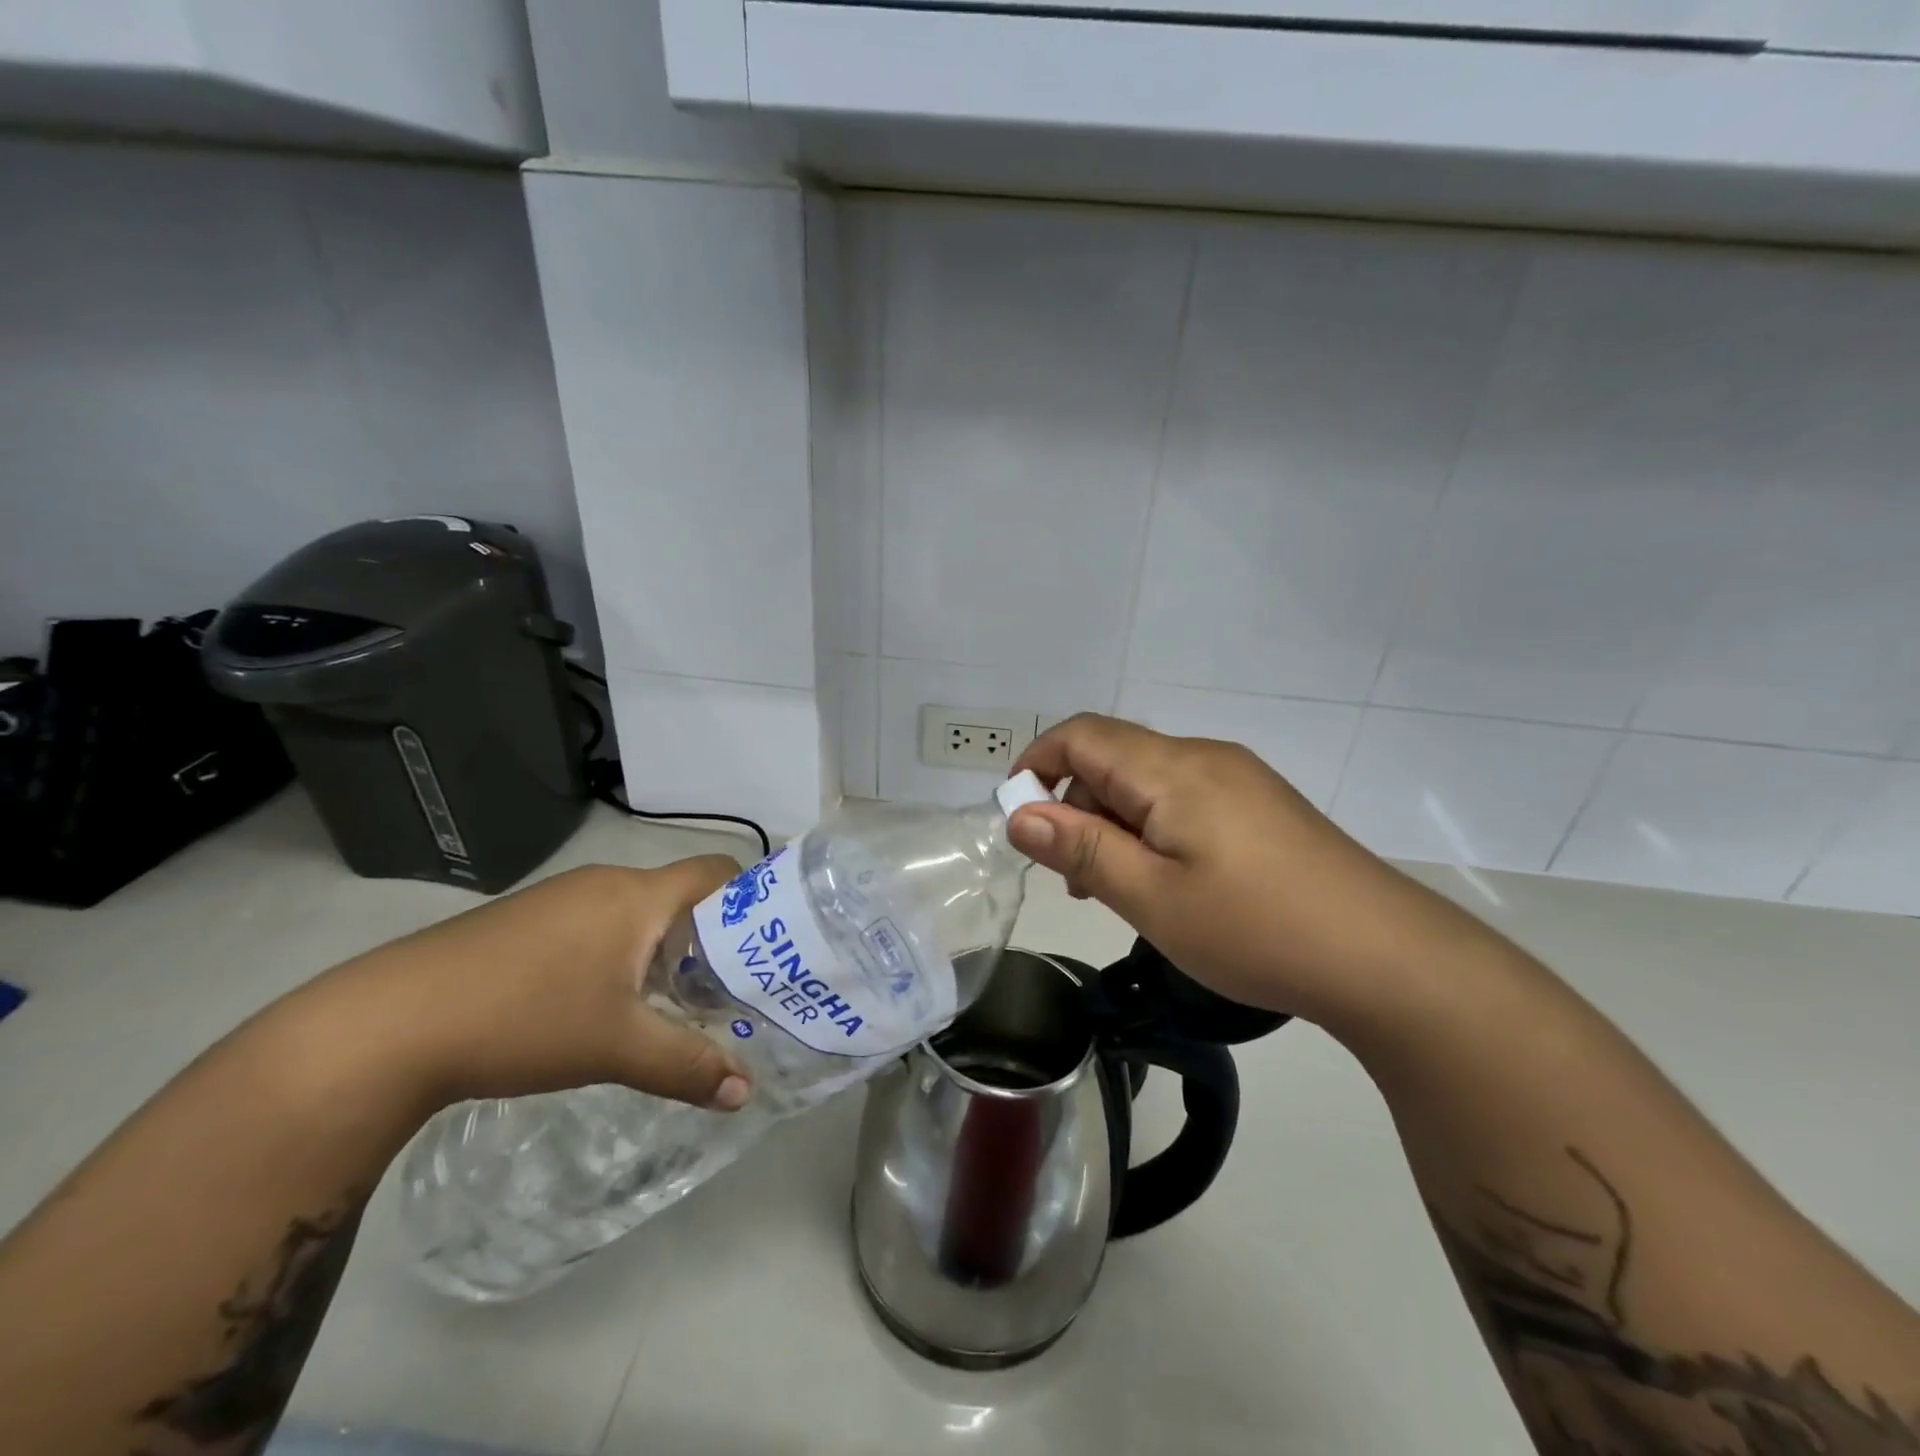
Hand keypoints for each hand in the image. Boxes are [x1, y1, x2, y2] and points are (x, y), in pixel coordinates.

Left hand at [302, 859, 752, 1113]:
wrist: (385, 1026)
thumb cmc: (523, 1018)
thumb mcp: (615, 1047)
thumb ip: (687, 1065)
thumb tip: (744, 1094)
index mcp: (637, 895)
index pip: (718, 870)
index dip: (752, 898)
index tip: (768, 945)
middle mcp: (605, 884)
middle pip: (681, 895)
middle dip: (711, 938)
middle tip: (730, 990)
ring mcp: (560, 899)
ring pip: (637, 913)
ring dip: (663, 949)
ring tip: (674, 1003)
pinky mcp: (526, 922)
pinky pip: (598, 925)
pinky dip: (621, 954)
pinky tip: (604, 1004)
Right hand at [1007, 715, 1492, 1027]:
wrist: (1387, 958)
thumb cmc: (1256, 929)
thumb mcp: (1152, 898)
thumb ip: (1081, 849)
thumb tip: (1019, 814)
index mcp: (1173, 769)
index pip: (1082, 735)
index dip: (1036, 763)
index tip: (1017, 818)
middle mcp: (1205, 757)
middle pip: (1114, 756)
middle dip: (1076, 804)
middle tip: (1074, 877)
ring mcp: (1239, 778)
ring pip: (1149, 781)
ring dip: (1114, 821)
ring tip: (1118, 888)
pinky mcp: (1260, 805)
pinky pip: (1184, 798)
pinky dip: (1153, 827)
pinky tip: (1168, 880)